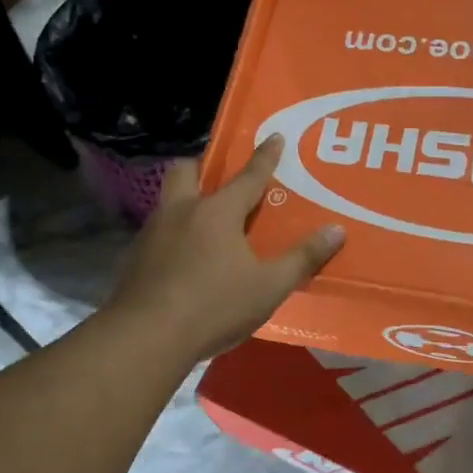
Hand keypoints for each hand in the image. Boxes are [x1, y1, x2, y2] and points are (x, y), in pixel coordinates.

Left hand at [109, 136, 344, 360]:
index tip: (275, 136)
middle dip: (204, 167)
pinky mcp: (136, 258)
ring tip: (206, 222)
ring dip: (187, 201)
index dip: (265, 156)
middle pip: (187, 171)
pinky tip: (185, 258)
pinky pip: (158, 231)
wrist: (147, 336)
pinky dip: (174, 234)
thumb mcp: (269, 286)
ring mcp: (153, 233)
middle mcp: (182, 211)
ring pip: (169, 200)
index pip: (248, 176)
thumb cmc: (215, 305)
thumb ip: (303, 258)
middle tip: (220, 179)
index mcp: (218, 212)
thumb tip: (337, 230)